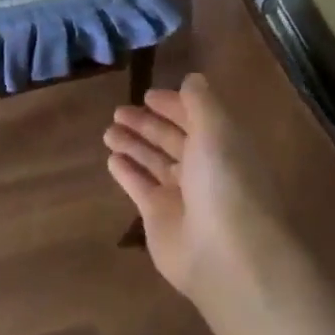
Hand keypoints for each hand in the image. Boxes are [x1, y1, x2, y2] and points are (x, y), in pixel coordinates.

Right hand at [103, 73, 286, 309]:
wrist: (226, 255)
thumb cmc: (225, 182)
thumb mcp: (216, 130)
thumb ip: (200, 102)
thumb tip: (192, 78)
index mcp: (224, 145)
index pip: (196, 117)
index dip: (174, 104)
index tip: (148, 94)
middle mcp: (205, 168)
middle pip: (172, 139)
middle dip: (147, 124)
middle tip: (118, 110)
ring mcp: (182, 195)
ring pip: (154, 161)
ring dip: (133, 144)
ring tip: (108, 130)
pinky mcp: (160, 218)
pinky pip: (140, 187)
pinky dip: (127, 172)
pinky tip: (111, 158)